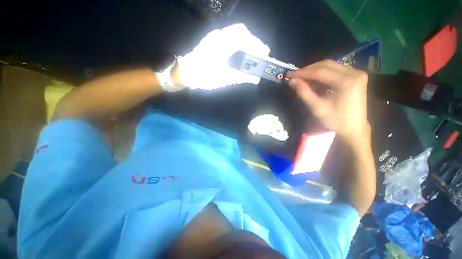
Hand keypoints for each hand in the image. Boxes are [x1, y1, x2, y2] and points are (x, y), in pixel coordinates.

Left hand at [176, 24, 269, 89]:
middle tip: (260, 51)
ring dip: (246, 40)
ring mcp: (214, 36)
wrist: (186, 73)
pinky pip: (229, 35)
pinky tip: (241, 50)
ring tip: (253, 51)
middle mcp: (218, 36)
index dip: (257, 44)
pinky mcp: (212, 40)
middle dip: (253, 40)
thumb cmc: (204, 77)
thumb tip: (255, 79)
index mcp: (222, 45)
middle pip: (241, 31)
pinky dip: (239, 41)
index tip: (265, 52)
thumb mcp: (224, 79)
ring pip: (235, 32)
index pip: (244, 38)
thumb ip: (241, 77)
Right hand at [287, 60, 369, 143]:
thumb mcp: (317, 108)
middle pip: (326, 65)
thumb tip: (291, 81)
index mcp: (347, 82)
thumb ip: (304, 92)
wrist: (354, 128)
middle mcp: (354, 73)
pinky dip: (322, 74)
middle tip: (294, 76)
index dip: (302, 72)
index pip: (320, 72)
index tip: (289, 74)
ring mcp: (356, 73)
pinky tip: (313, 80)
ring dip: (314, 71)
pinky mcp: (355, 76)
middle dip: (308, 70)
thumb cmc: (336, 120)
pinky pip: (335, 70)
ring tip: (301, 78)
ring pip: (330, 66)